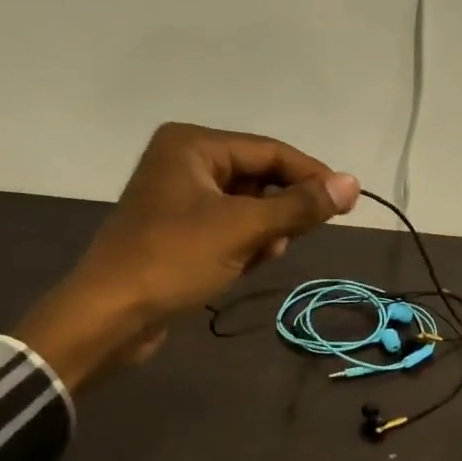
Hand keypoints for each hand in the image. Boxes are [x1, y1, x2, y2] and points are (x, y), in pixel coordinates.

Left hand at [17, 122, 358, 388]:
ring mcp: (180, 198)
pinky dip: (244, 244)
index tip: (347, 203)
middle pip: (259, 177)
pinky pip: (228, 228)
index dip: (312, 175)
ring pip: (246, 206)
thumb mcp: (242, 229)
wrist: (109, 315)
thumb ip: (299, 206)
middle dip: (281, 209)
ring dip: (264, 231)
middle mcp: (185, 162)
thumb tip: (352, 183)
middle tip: (298, 236)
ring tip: (264, 255)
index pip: (270, 150)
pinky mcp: (178, 231)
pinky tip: (243, 266)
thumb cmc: (173, 260)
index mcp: (193, 145)